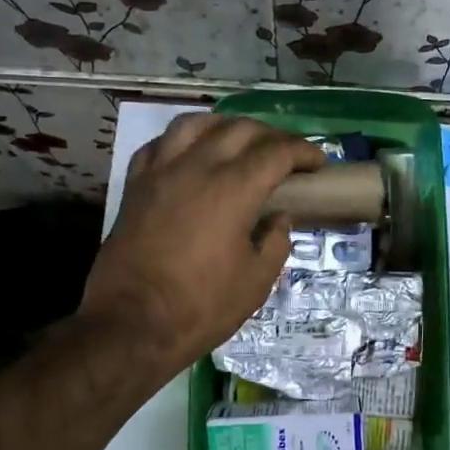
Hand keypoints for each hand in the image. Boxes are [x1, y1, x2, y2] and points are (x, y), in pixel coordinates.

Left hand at [81, 113, 323, 377]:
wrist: (131, 325)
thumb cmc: (201, 307)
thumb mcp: (256, 282)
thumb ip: (275, 242)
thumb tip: (279, 218)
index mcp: (233, 189)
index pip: (277, 152)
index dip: (303, 152)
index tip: (318, 164)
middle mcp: (197, 167)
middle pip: (240, 129)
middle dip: (271, 136)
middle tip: (286, 156)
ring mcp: (161, 172)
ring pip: (196, 124)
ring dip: (225, 127)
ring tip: (238, 142)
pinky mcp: (135, 186)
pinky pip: (160, 145)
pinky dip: (183, 141)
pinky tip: (191, 155)